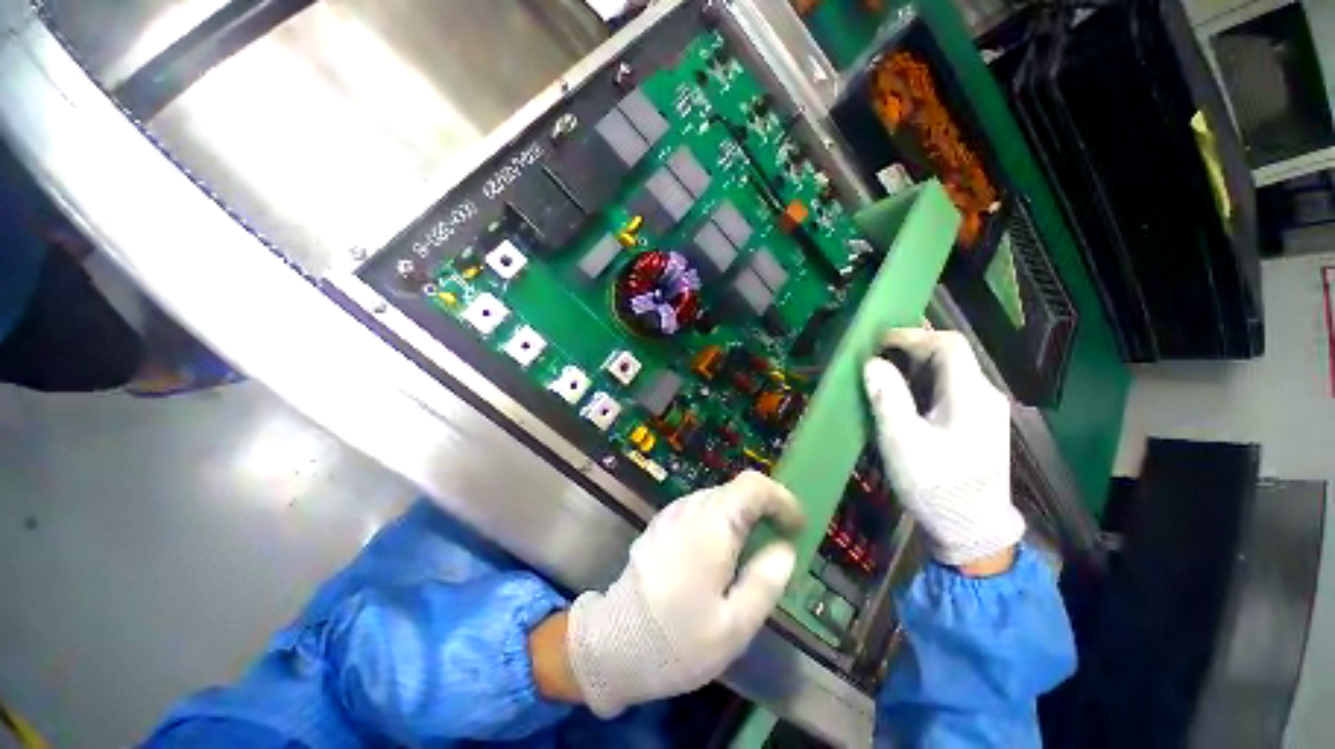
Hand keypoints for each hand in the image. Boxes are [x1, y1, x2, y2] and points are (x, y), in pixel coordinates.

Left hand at [563, 471, 804, 716]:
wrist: (612, 643)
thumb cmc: (677, 641)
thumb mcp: (735, 626)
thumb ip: (765, 582)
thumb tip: (785, 549)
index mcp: (712, 525)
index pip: (753, 486)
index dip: (781, 498)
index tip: (796, 527)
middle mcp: (691, 508)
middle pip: (736, 490)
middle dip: (764, 509)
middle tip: (778, 544)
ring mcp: (672, 513)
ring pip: (718, 498)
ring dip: (742, 516)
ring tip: (751, 553)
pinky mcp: (661, 523)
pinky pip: (700, 509)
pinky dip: (720, 521)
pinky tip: (719, 555)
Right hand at [863, 329, 1024, 567]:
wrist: (970, 531)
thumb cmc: (935, 485)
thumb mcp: (902, 440)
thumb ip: (888, 397)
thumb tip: (872, 363)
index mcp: (971, 395)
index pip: (948, 344)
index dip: (912, 335)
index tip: (877, 342)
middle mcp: (984, 396)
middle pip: (950, 356)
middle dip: (910, 351)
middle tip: (873, 358)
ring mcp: (985, 411)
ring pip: (948, 373)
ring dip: (913, 368)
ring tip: (880, 375)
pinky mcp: (978, 425)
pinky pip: (949, 391)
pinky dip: (922, 385)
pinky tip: (901, 398)